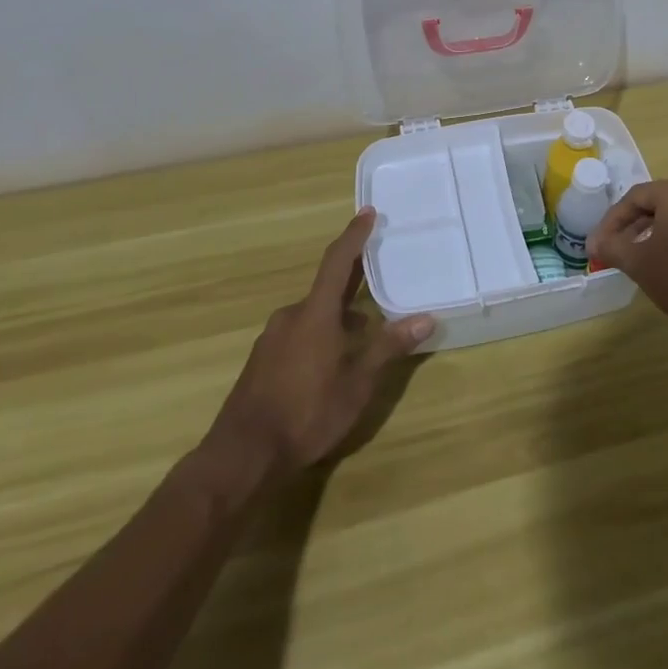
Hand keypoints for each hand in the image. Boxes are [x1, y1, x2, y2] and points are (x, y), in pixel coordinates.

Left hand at [206, 208, 433, 479]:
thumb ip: (389, 347)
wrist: (241, 456)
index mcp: (315, 313)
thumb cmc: (306, 414)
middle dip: (353, 283)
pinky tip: (333, 361)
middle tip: (380, 276)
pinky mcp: (262, 360)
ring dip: (339, 316)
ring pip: (313, 314)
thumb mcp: (357, 384)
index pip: (338, 261)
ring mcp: (272, 338)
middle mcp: (291, 316)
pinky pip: (298, 332)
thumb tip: (426, 319)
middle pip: (327, 288)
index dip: (354, 235)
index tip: (368, 212)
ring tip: (365, 332)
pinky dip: (321, 334)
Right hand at [588, 178, 667, 338]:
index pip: (635, 197)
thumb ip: (611, 247)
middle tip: (618, 247)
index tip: (600, 242)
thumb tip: (594, 244)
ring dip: (658, 231)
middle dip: (634, 225)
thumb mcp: (637, 263)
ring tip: (643, 254)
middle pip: (659, 203)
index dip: (613, 219)